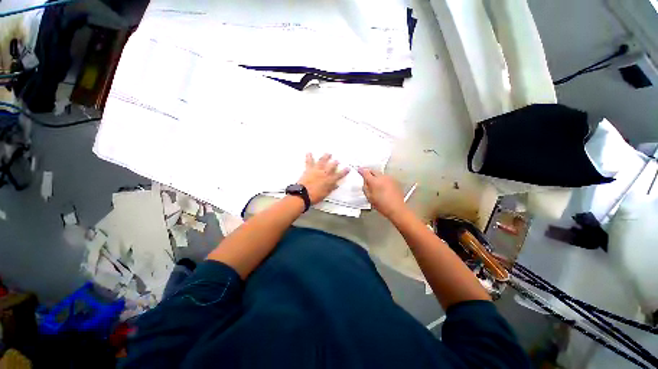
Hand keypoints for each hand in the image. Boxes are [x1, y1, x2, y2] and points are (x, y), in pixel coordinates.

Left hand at [298, 153, 349, 204]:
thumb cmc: (315, 196)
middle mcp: (324, 173)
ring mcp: (317, 170)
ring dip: (326, 157)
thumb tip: (336, 184)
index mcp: (329, 180)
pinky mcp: (309, 169)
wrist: (304, 194)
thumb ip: (331, 188)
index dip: (344, 171)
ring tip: (328, 153)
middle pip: (331, 166)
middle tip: (337, 161)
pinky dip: (309, 156)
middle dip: (335, 163)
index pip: (339, 175)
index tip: (348, 168)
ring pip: (322, 161)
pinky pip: (309, 161)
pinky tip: (309, 152)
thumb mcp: (325, 194)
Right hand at [358, 168, 407, 218]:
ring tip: (375, 185)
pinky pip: (386, 178)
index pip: (365, 172)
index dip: (361, 171)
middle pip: (373, 171)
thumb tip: (365, 182)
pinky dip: (383, 180)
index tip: (360, 170)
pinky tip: (382, 187)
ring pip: (380, 174)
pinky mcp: (394, 181)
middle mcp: (382, 177)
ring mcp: (389, 178)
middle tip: (366, 177)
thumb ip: (365, 187)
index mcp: (374, 181)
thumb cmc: (383, 205)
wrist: (396, 208)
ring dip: (376, 177)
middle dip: (369, 173)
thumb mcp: (369, 197)